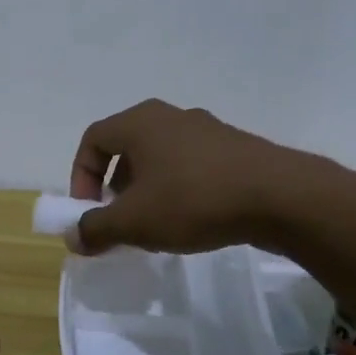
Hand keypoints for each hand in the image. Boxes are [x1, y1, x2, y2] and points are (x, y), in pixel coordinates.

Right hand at [69, 98, 339, 255]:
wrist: (281, 197)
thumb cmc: (193, 200)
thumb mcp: (133, 222)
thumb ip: (95, 229)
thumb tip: (74, 237)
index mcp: (139, 122)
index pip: (92, 140)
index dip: (81, 176)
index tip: (89, 211)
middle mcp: (170, 117)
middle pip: (125, 148)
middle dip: (114, 187)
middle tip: (119, 219)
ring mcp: (206, 130)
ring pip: (159, 158)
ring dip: (146, 190)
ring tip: (155, 225)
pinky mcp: (234, 148)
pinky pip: (190, 165)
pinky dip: (177, 189)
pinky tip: (190, 219)